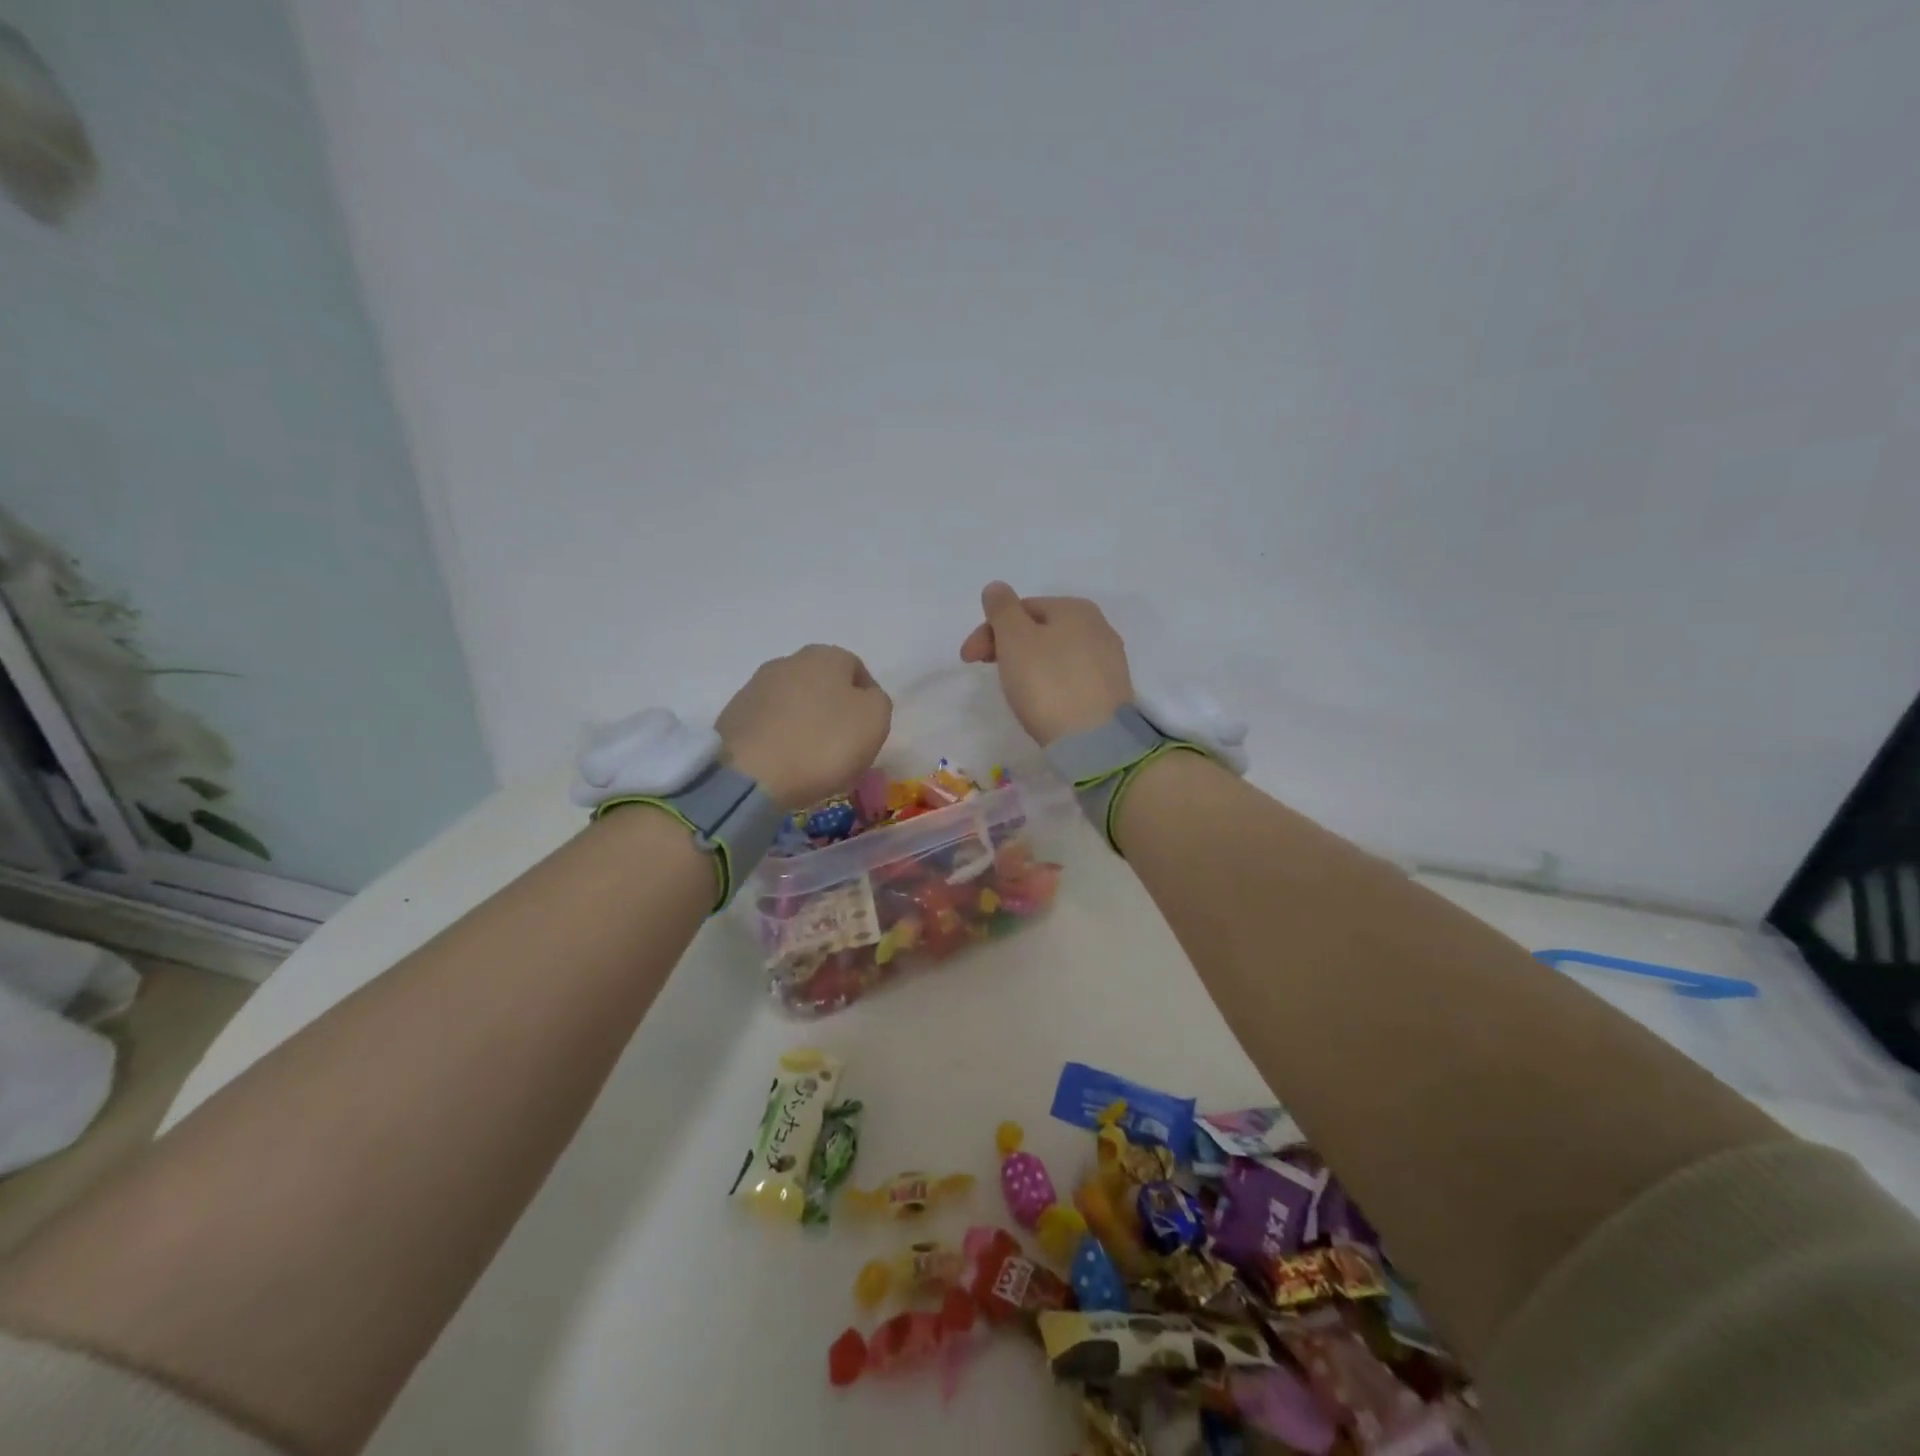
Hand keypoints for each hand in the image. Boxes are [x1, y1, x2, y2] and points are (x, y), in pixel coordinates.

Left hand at [717, 644, 891, 808]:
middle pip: (823, 684)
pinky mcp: (732, 715)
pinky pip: (769, 724)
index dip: (868, 700)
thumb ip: (877, 701)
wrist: (750, 775)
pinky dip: (780, 738)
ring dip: (805, 723)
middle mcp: (787, 661)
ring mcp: (755, 687)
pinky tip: (784, 763)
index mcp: (825, 656)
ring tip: (811, 759)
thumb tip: (863, 699)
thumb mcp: (875, 720)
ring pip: (794, 703)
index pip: (857, 670)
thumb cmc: (823, 743)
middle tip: (842, 746)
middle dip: (834, 710)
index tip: (868, 732)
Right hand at [958, 582, 1132, 745]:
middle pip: (1040, 629)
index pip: (1021, 608)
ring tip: (1014, 688)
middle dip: (1007, 646)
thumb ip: (1002, 609)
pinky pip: (1071, 677)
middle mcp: (1098, 627)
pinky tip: (1042, 700)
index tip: (968, 659)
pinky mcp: (1110, 691)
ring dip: (1028, 664)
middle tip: (987, 672)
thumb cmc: (1048, 683)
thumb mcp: (1015, 639)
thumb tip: (996, 588)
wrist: (1094, 740)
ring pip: (1056, 653)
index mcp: (1075, 608)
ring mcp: (1109, 660)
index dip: (989, 630)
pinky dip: (1050, 682)